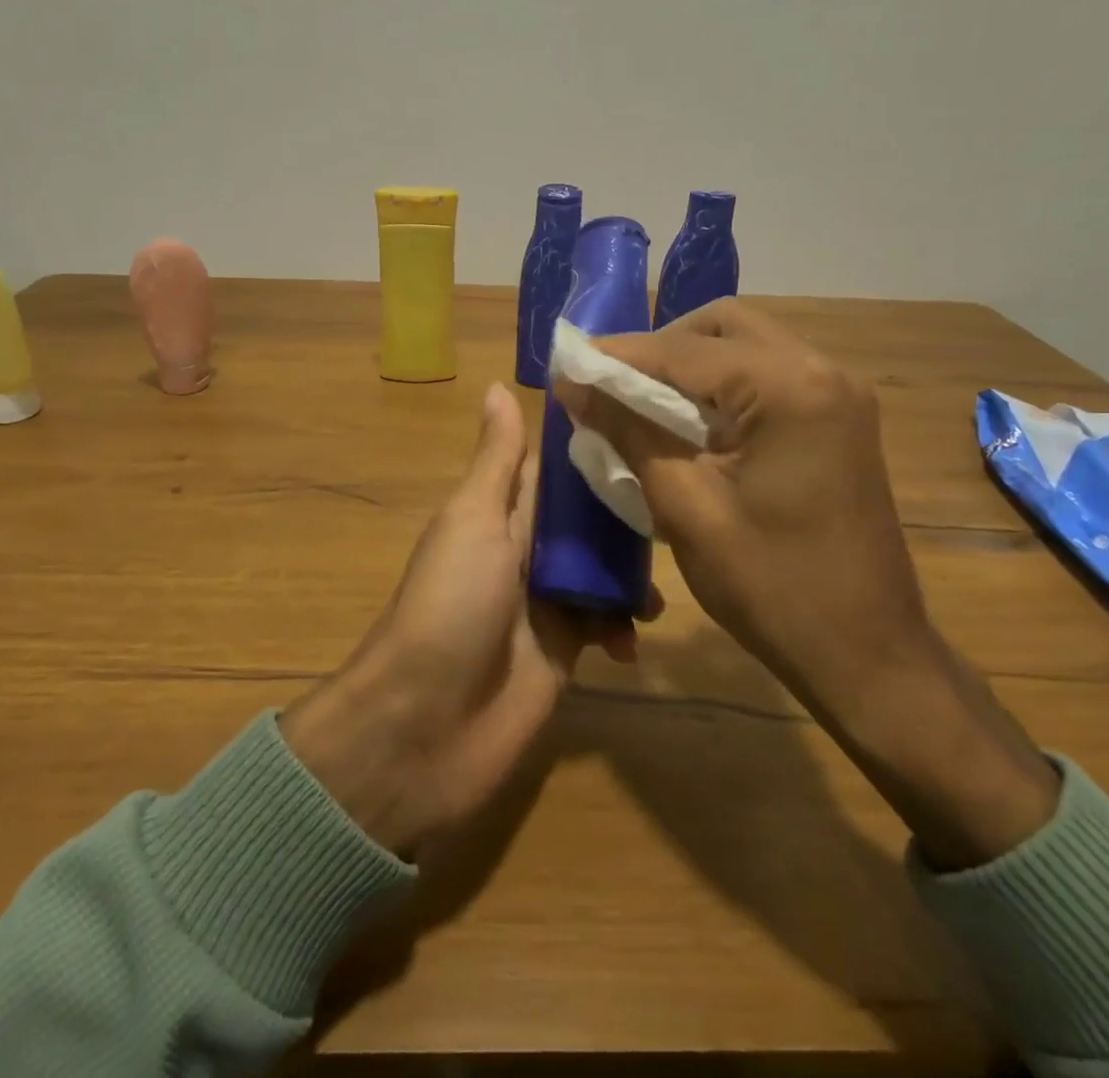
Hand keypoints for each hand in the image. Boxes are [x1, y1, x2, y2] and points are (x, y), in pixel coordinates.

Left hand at [281, 383, 635, 857]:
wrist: (426, 723)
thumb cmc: (451, 604)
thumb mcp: (473, 519)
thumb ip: (496, 461)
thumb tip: (497, 384)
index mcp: (502, 512)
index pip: (557, 469)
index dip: (597, 447)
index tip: (651, 424)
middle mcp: (527, 550)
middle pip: (590, 520)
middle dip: (630, 516)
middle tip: (682, 508)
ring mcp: (547, 602)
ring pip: (605, 570)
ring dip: (634, 575)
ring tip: (659, 587)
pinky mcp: (565, 651)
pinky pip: (607, 625)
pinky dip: (624, 627)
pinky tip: (633, 638)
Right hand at [554, 298, 925, 715]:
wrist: (868, 654)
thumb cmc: (772, 587)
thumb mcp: (685, 508)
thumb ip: (628, 432)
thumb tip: (574, 385)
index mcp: (789, 389)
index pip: (685, 350)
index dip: (618, 355)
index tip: (568, 364)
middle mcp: (822, 371)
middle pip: (723, 326)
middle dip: (661, 347)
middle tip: (612, 383)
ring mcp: (838, 394)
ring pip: (747, 347)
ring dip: (691, 363)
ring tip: (640, 400)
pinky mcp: (840, 419)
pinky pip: (768, 376)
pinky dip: (722, 385)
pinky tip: (689, 419)